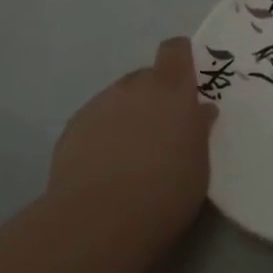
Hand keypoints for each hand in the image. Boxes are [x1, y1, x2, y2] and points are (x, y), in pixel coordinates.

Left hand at [49, 38, 216, 241]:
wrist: (98, 221)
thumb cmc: (164, 194)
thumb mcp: (198, 167)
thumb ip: (198, 131)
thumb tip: (199, 110)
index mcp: (171, 90)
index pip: (175, 50)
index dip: (180, 58)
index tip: (186, 79)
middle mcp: (134, 87)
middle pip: (146, 77)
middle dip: (154, 97)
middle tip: (161, 132)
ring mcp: (100, 104)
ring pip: (119, 99)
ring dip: (127, 116)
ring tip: (130, 156)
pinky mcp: (73, 127)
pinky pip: (96, 120)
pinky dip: (103, 135)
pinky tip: (104, 168)